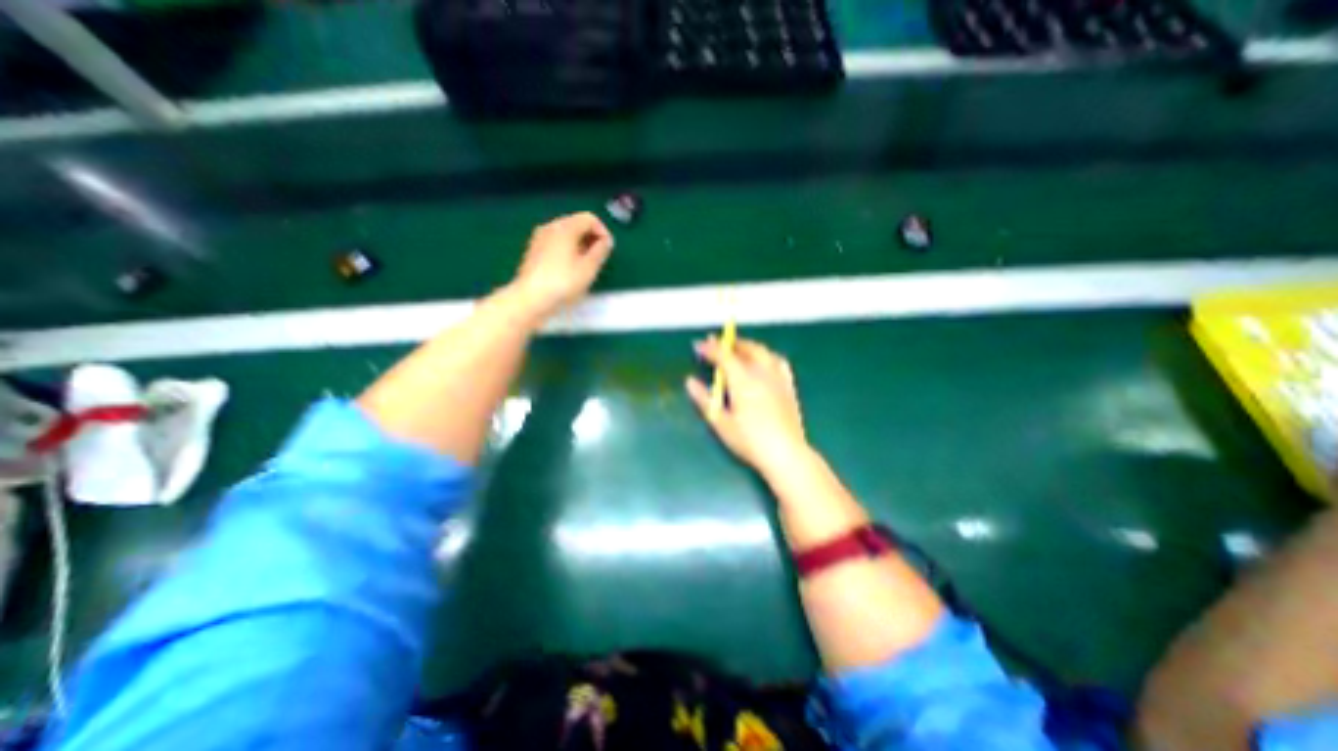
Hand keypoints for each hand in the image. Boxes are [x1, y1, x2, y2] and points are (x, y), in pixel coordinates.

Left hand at [514, 212, 614, 316]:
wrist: (530, 299)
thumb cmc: (563, 283)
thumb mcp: (589, 268)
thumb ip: (600, 251)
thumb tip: (605, 241)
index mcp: (565, 227)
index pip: (589, 218)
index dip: (603, 232)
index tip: (608, 250)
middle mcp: (550, 226)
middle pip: (576, 223)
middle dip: (591, 238)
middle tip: (598, 258)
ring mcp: (539, 238)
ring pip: (566, 234)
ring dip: (580, 245)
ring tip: (585, 265)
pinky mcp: (534, 250)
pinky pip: (556, 243)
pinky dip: (567, 250)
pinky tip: (569, 269)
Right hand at [690, 335, 802, 473]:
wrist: (786, 454)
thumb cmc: (750, 441)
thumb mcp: (721, 423)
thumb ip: (704, 400)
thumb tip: (690, 382)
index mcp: (743, 380)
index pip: (724, 356)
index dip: (710, 349)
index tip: (699, 346)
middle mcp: (761, 373)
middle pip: (745, 349)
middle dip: (729, 344)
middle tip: (716, 344)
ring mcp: (778, 378)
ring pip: (763, 352)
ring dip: (747, 346)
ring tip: (738, 349)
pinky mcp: (789, 386)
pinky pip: (778, 361)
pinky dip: (766, 356)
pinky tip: (764, 361)